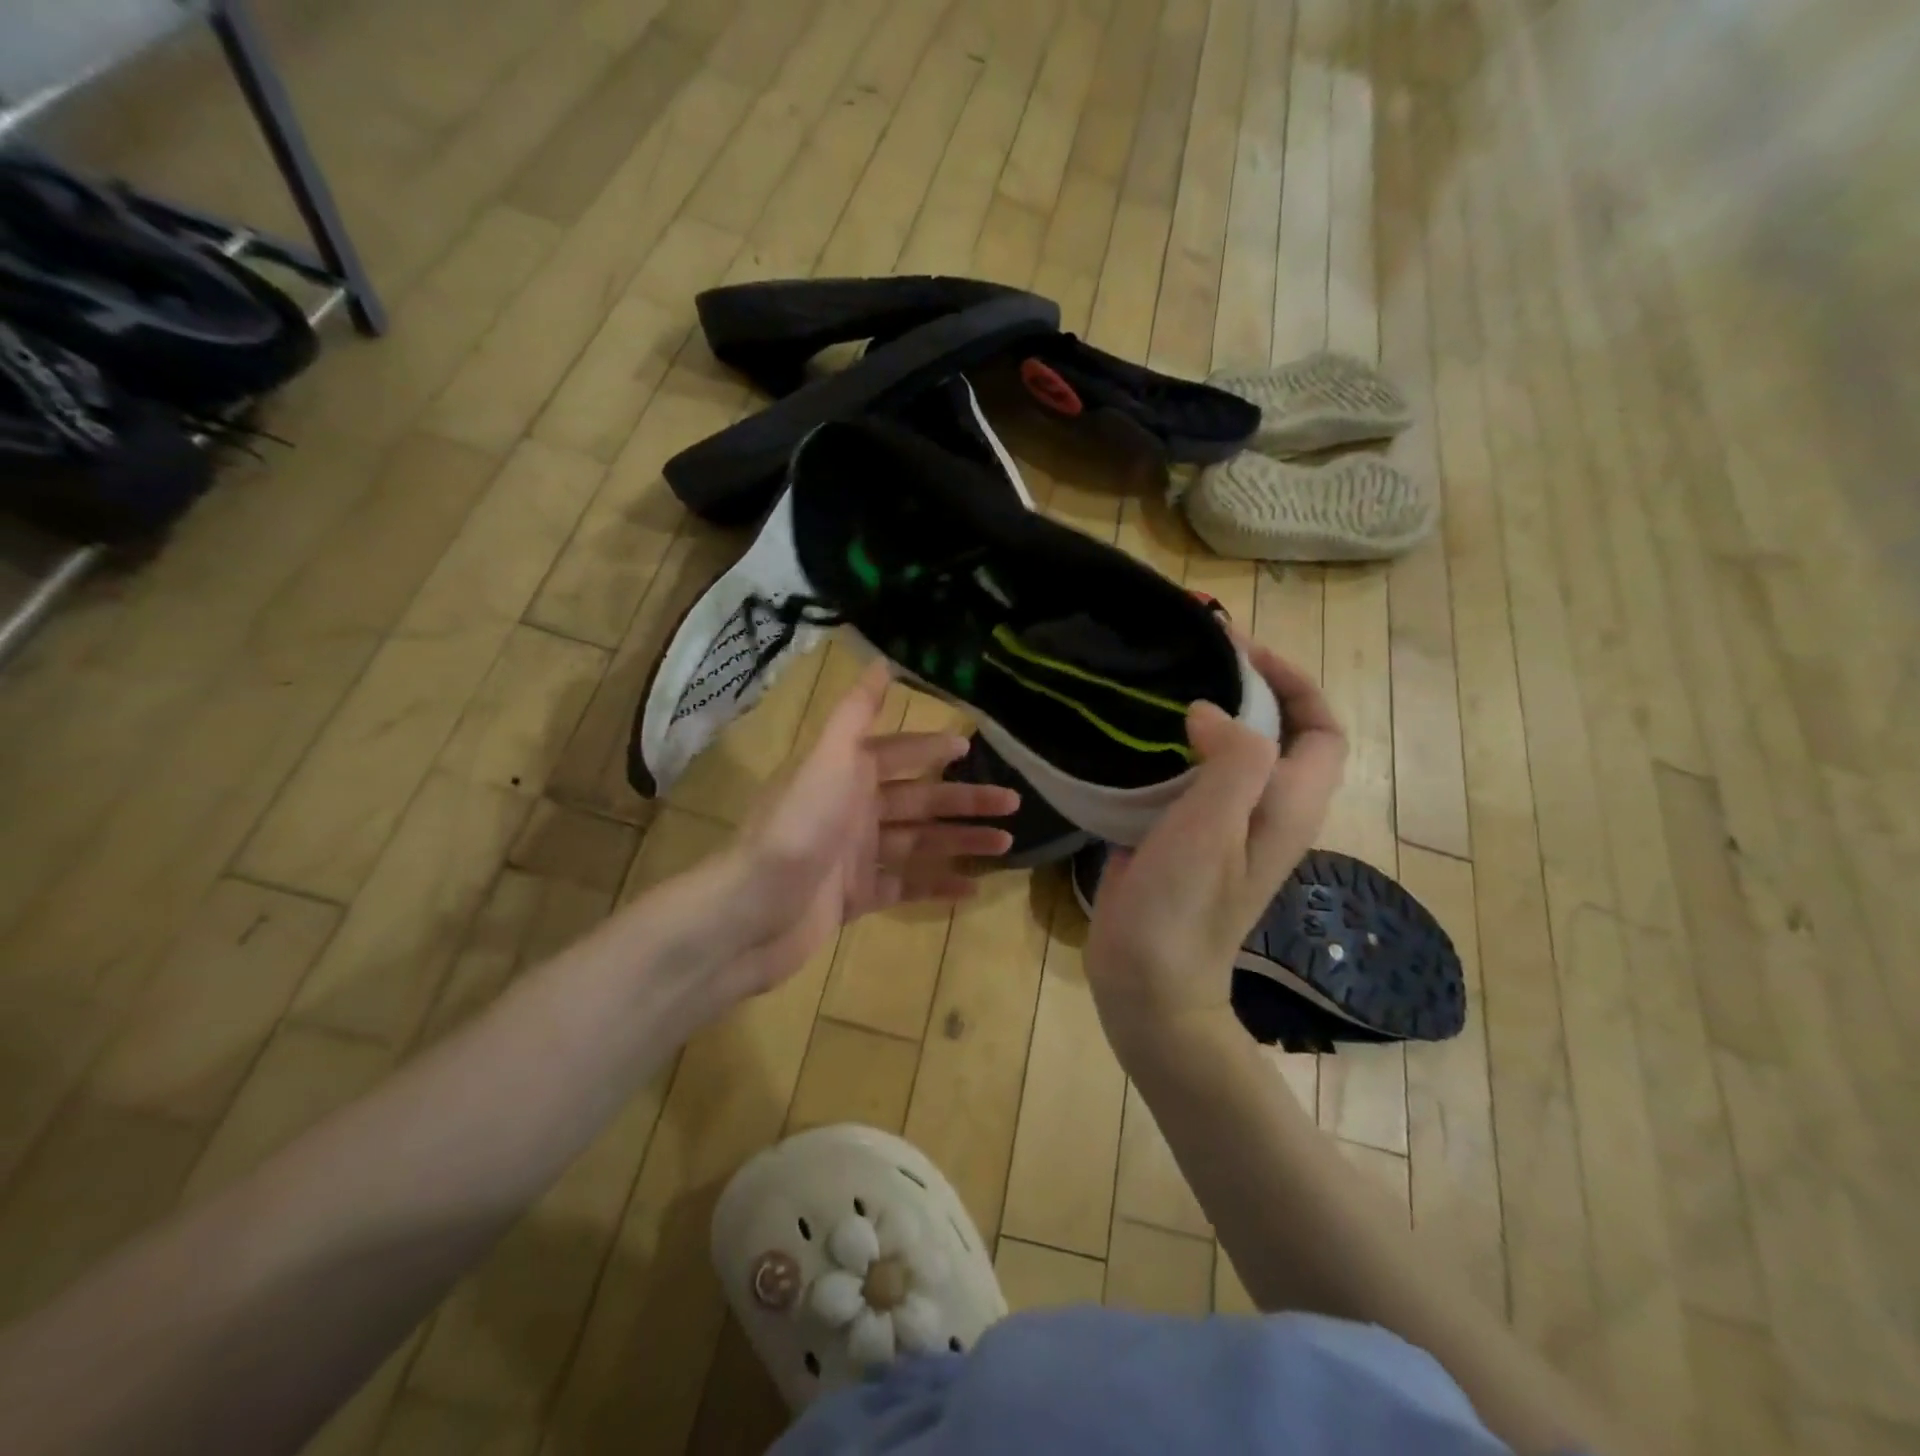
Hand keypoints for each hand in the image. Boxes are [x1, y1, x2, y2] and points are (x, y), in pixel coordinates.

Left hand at [693, 662, 1018, 1003]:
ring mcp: (854, 857)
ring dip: (961, 841)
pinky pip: (906, 887)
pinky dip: (938, 886)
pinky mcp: (856, 898)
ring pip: (919, 843)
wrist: (751, 913)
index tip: (972, 747)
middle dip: (964, 800)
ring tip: (1007, 844)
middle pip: (919, 800)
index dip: (932, 748)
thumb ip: (856, 713)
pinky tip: (973, 888)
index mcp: (844, 774)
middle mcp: (852, 810)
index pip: (897, 753)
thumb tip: (881, 661)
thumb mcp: (828, 760)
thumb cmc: (796, 829)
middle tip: (1013, 802)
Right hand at [1083, 639, 1345, 1051]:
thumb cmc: (1185, 907)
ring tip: (1159, 687)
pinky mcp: (1183, 837)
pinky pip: (1188, 776)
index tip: (1240, 653)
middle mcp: (1264, 810)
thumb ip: (1232, 758)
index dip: (1294, 682)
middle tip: (1192, 659)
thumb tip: (1212, 712)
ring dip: (1205, 714)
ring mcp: (1222, 827)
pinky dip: (1168, 747)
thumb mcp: (1215, 827)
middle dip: (1245, 688)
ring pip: (1228, 752)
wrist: (1147, 983)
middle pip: (1276, 734)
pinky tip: (1130, 737)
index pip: (1321, 728)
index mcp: (1287, 805)